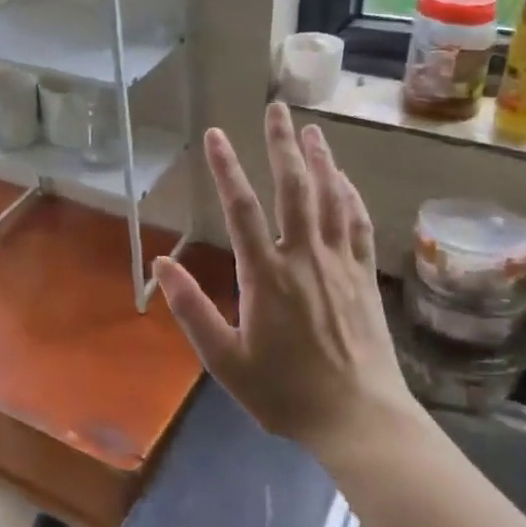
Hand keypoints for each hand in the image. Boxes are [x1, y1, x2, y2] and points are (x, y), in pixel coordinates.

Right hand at [153, 103, 414, 457]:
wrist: (358, 418)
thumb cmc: (284, 393)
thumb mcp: (225, 360)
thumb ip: (192, 310)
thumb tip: (161, 264)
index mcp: (266, 276)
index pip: (241, 210)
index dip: (227, 169)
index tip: (216, 135)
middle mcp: (304, 258)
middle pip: (293, 189)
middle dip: (282, 145)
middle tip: (277, 108)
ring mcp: (339, 263)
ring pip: (331, 198)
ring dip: (320, 159)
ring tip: (311, 129)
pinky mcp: (364, 276)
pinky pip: (358, 223)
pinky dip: (350, 195)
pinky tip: (344, 179)